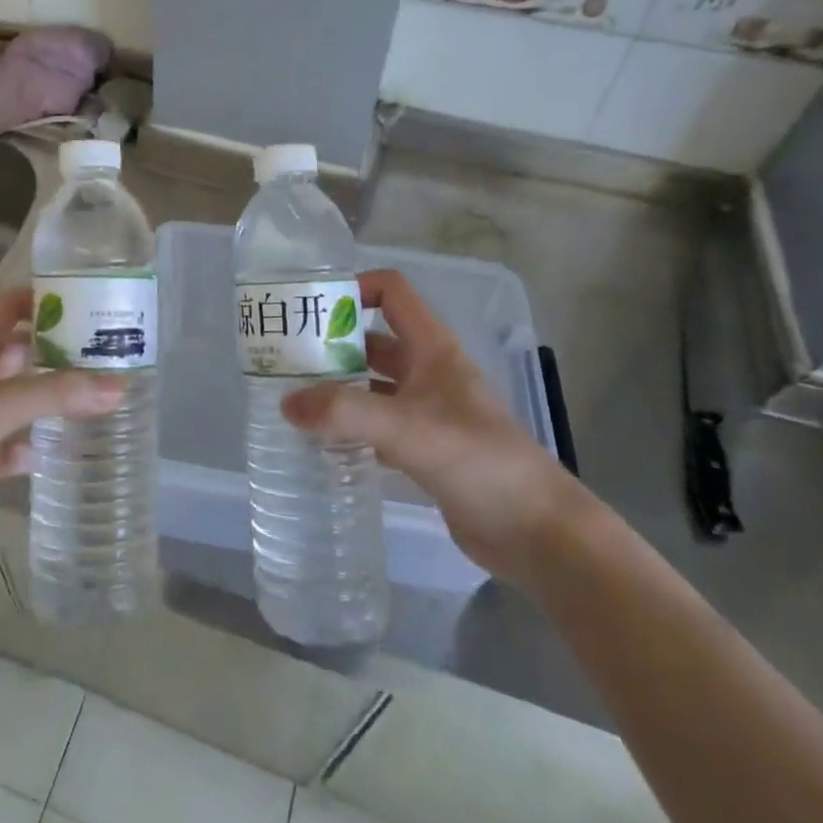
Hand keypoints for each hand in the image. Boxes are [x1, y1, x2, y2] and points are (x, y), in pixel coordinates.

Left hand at [0, 288, 122, 546]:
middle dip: (55, 352)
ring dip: (45, 400)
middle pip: (16, 351)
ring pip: (12, 399)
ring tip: (95, 398)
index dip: (44, 299)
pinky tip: (53, 452)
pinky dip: (26, 447)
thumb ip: (60, 394)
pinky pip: (4, 447)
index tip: (89, 302)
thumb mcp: (0, 405)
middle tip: (106, 353)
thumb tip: (121, 385)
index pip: (9, 305)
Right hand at [281, 269, 589, 583]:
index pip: (392, 293)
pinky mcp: (424, 449)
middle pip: (373, 342)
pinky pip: (377, 426)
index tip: (311, 310)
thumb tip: (287, 404)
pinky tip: (320, 444)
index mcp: (433, 349)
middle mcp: (429, 373)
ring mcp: (427, 412)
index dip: (354, 289)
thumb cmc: (480, 462)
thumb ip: (346, 413)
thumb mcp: (409, 429)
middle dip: (331, 345)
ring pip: (372, 386)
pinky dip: (350, 428)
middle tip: (285, 361)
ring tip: (293, 401)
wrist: (538, 533)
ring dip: (337, 389)